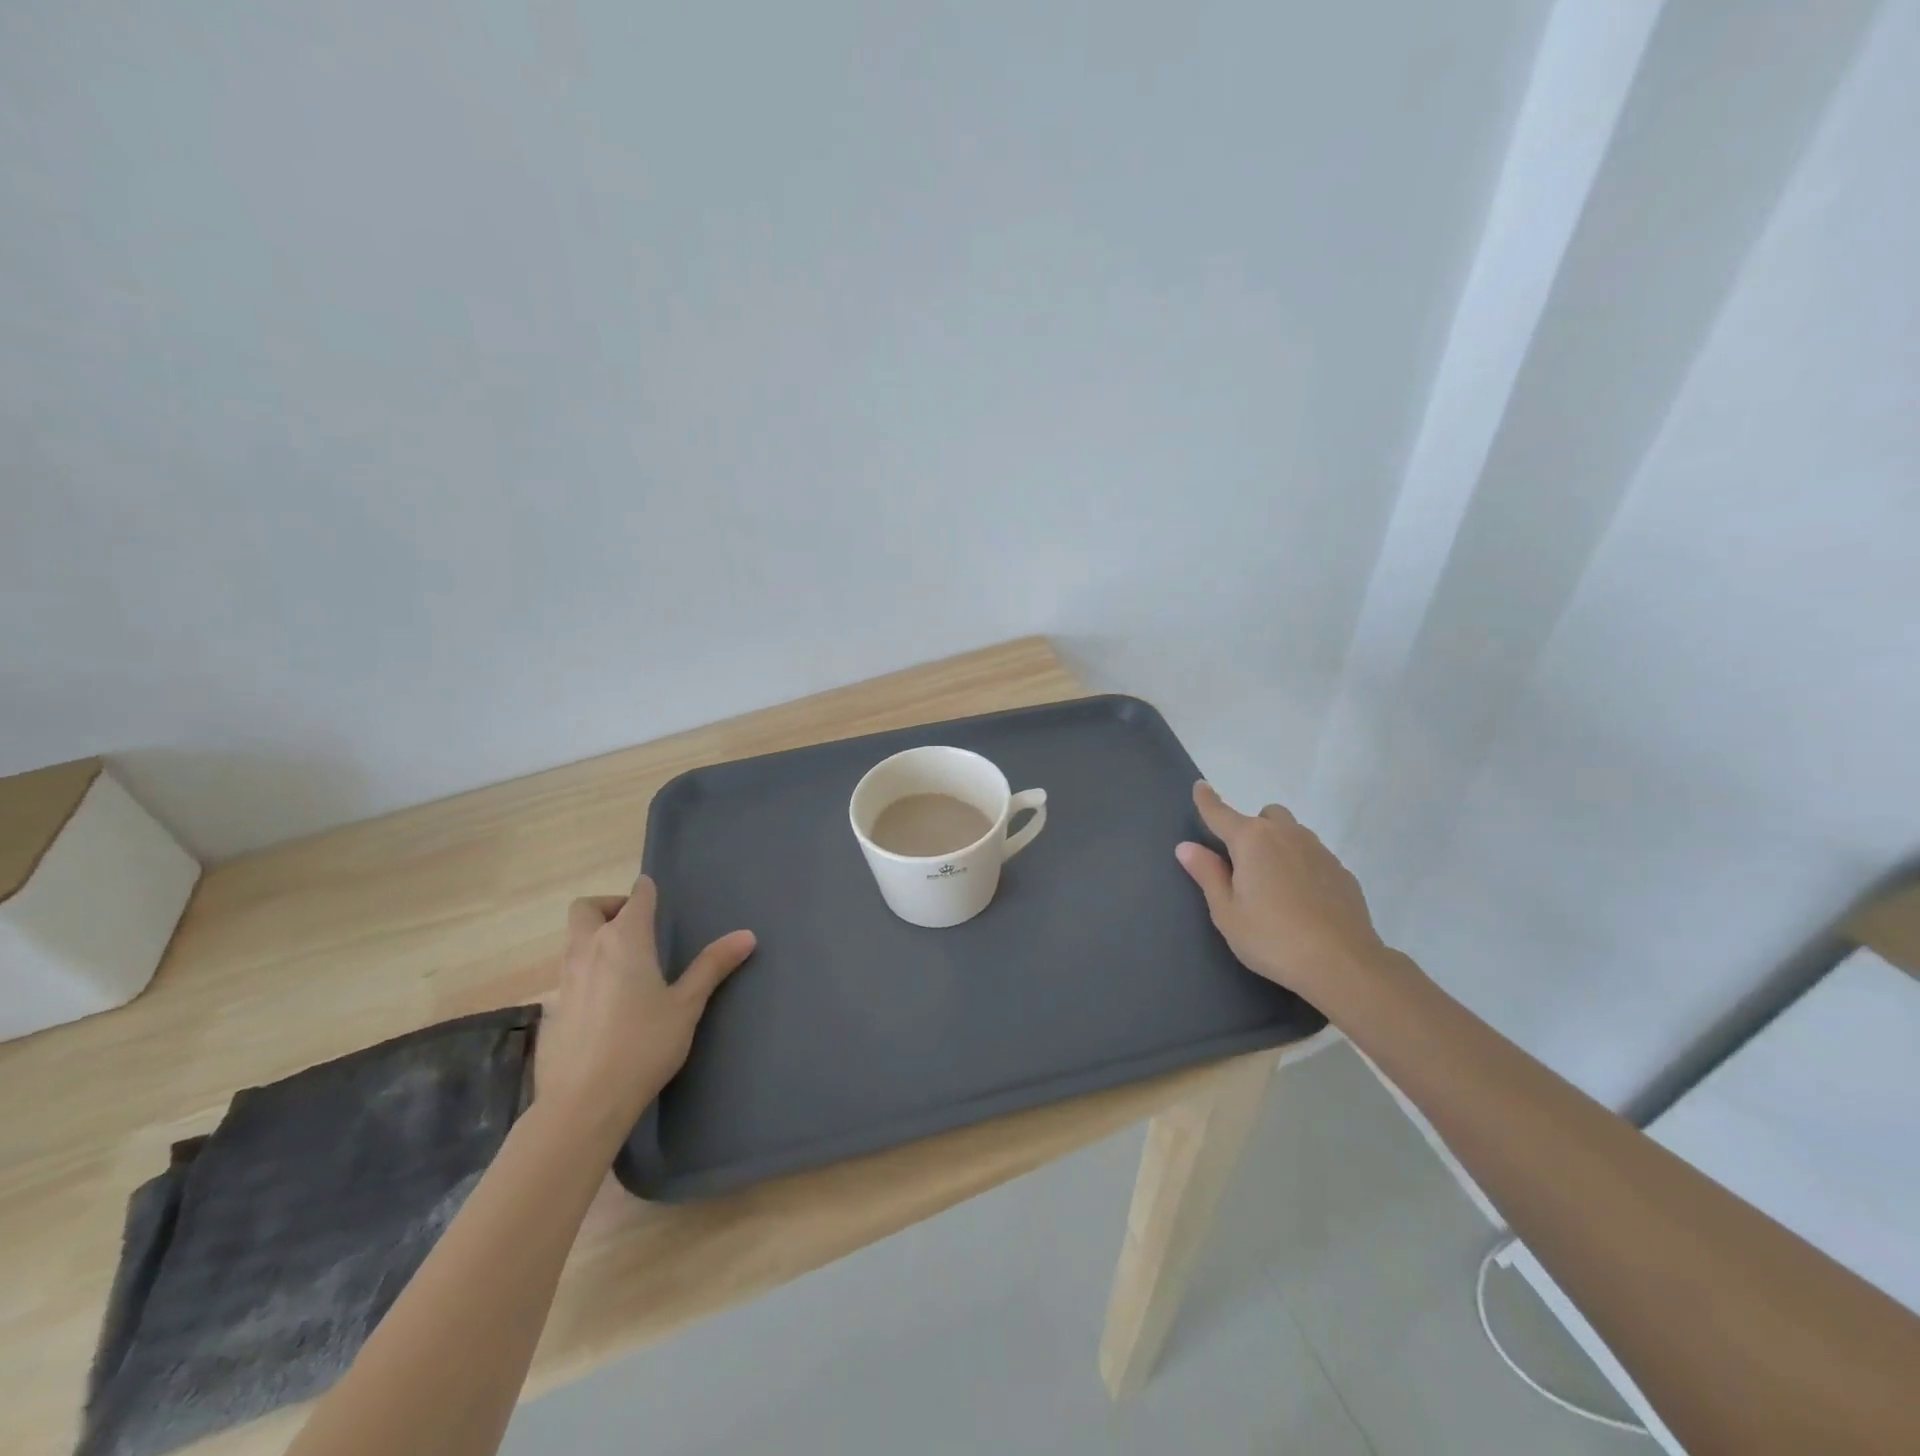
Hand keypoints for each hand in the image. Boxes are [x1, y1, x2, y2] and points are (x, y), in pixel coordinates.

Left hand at [534, 874, 755, 1140]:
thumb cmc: (644, 1045)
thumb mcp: (687, 1005)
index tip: (658, 897)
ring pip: (574, 940)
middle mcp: (589, 949)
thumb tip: (747, 935)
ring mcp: (565, 980)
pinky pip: (568, 975)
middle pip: (586, 908)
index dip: (647, 891)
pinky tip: (607, 1006)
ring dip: (595, 938)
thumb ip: (713, 966)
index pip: (636, 896)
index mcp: (625, 940)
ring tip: (626, 964)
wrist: (583, 1103)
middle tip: (636, 926)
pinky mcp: (552, 1011)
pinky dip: (586, 974)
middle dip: (609, 906)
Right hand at [1174, 782, 1388, 1006]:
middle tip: (1244, 864)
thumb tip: (1188, 847)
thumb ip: (1208, 874)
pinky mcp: (1342, 872)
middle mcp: (1287, 835)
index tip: (1200, 786)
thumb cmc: (1272, 938)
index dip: (1207, 800)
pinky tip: (1301, 900)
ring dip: (1278, 844)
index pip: (1221, 813)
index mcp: (1252, 841)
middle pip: (1265, 816)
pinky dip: (1301, 865)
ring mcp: (1319, 851)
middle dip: (1251, 828)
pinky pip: (1313, 855)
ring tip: (1273, 884)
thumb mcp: (1227, 912)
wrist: (1343, 964)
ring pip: (1293, 832)